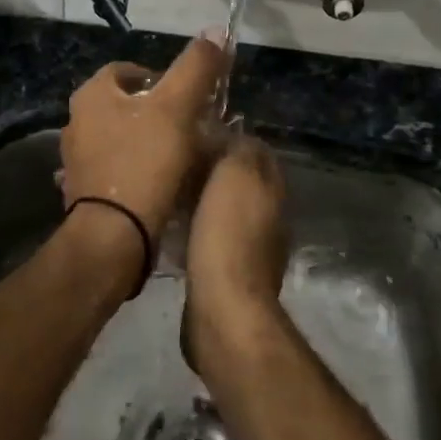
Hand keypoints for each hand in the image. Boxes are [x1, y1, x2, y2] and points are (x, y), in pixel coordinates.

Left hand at [61, 33, 225, 253]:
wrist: (114, 236)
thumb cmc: (145, 162)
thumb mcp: (178, 107)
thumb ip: (197, 67)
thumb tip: (216, 31)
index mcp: (92, 95)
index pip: (129, 70)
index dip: (163, 78)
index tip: (190, 97)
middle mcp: (76, 123)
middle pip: (127, 106)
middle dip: (159, 113)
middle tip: (192, 127)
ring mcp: (77, 160)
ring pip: (122, 140)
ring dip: (149, 144)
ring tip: (182, 158)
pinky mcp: (84, 193)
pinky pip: (117, 172)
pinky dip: (138, 173)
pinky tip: (161, 186)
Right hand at [183, 134, 287, 372]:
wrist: (223, 308)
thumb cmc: (227, 235)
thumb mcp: (235, 175)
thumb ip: (238, 149)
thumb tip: (230, 134)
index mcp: (272, 191)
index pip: (256, 151)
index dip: (229, 138)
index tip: (196, 131)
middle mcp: (268, 218)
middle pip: (240, 182)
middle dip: (212, 170)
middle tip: (177, 161)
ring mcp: (251, 250)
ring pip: (224, 212)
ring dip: (201, 202)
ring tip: (168, 192)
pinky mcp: (229, 276)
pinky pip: (211, 241)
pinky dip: (194, 231)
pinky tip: (171, 231)